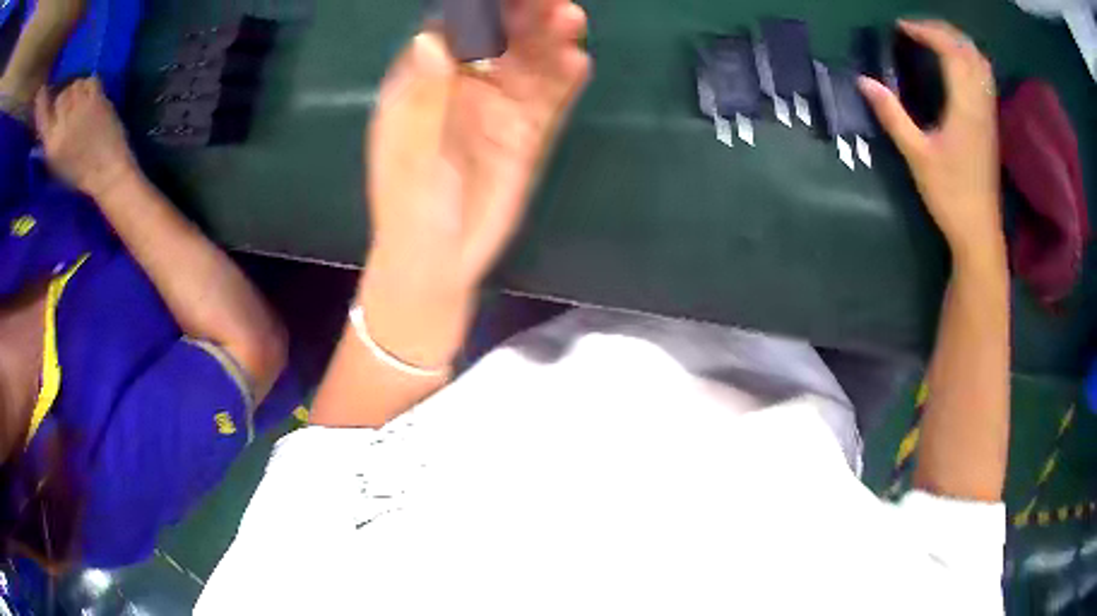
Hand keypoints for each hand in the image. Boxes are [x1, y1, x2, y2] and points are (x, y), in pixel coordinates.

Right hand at [35, 78, 136, 198]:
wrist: (106, 171)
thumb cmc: (78, 172)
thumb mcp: (55, 161)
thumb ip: (50, 138)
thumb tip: (48, 115)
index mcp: (50, 144)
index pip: (42, 116)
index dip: (44, 102)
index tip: (44, 94)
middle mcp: (62, 124)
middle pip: (61, 95)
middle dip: (64, 97)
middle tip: (70, 105)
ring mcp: (79, 109)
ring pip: (75, 84)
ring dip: (78, 89)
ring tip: (81, 102)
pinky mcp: (95, 99)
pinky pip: (90, 80)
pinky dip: (90, 84)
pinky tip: (91, 97)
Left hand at [361, 0, 589, 366]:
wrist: (438, 260)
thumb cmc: (408, 204)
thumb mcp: (409, 151)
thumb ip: (424, 96)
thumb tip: (433, 39)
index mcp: (424, 81)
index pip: (451, 28)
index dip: (477, 7)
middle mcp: (464, 83)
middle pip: (497, 36)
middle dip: (522, 13)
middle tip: (551, 0)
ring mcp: (499, 106)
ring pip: (528, 61)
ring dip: (550, 38)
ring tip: (571, 18)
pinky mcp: (528, 132)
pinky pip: (549, 99)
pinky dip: (564, 79)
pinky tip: (577, 62)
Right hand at [859, 20, 1002, 263]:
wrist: (979, 231)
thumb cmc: (950, 196)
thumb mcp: (917, 156)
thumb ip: (892, 115)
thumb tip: (864, 81)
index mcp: (966, 107)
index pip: (950, 50)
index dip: (925, 31)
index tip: (900, 28)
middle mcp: (981, 104)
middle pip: (968, 49)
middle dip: (941, 29)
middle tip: (915, 28)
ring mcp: (989, 113)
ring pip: (980, 61)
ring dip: (957, 41)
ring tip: (933, 39)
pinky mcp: (990, 123)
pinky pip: (983, 76)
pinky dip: (967, 58)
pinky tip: (954, 63)